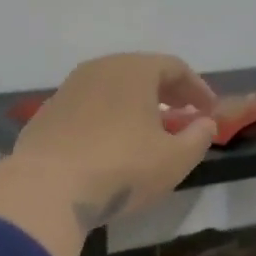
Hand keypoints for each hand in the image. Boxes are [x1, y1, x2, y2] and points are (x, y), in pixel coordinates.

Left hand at [0, 53, 217, 255]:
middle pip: (141, 73)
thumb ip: (198, 137)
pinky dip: (108, 119)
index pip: (175, 67)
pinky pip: (88, 108)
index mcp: (134, 70)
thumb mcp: (175, 159)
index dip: (197, 88)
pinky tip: (111, 145)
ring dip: (135, 106)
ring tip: (148, 131)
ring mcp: (68, 90)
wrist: (47, 188)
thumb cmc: (122, 168)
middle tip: (182, 115)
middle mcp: (99, 69)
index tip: (209, 111)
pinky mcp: (47, 114)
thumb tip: (206, 123)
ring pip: (112, 89)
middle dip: (166, 93)